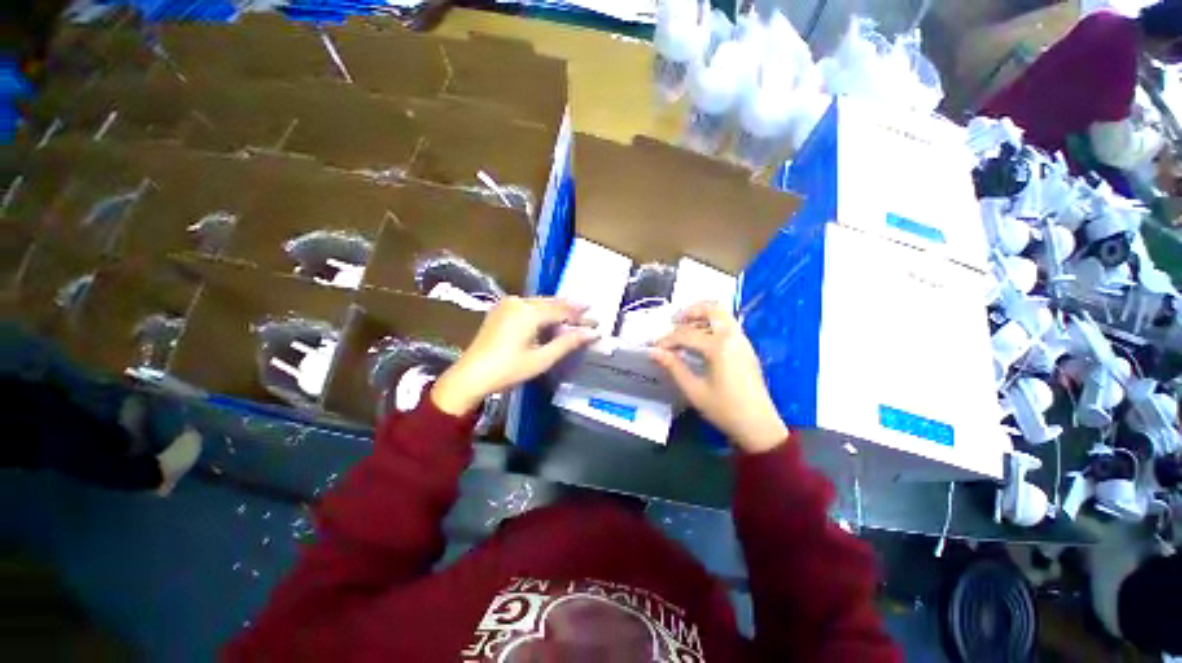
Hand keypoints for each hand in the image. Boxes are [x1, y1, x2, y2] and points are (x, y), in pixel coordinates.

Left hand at [432, 297, 597, 415]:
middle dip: (572, 311)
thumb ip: (568, 343)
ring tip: (575, 316)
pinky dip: (543, 312)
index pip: (563, 311)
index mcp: (529, 312)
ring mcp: (508, 304)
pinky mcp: (501, 310)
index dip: (581, 317)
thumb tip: (592, 334)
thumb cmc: (508, 370)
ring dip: (558, 310)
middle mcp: (519, 302)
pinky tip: (551, 319)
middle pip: (552, 303)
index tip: (597, 322)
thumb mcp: (542, 359)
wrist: (471, 375)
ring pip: (541, 303)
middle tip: (590, 317)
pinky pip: (529, 306)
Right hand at [651, 302, 787, 453]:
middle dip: (690, 311)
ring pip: (722, 315)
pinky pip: (728, 326)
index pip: (686, 334)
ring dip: (702, 316)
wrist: (758, 426)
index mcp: (719, 347)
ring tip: (684, 329)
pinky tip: (700, 341)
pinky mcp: (746, 348)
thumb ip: (673, 366)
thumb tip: (653, 351)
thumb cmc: (724, 409)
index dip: (667, 339)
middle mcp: (733, 337)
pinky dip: (712, 325)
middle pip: (712, 309)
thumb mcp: (694, 390)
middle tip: (674, 322)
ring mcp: (743, 341)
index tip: (654, 347)